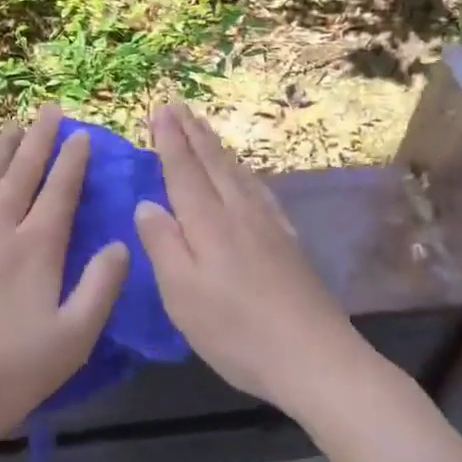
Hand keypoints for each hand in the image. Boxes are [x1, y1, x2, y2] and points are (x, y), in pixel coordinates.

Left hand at [0, 104, 129, 452]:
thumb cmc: (1, 375)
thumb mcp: (71, 340)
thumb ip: (101, 288)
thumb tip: (121, 243)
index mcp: (35, 249)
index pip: (60, 192)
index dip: (73, 161)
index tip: (82, 133)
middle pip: (21, 175)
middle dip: (38, 140)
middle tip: (49, 110)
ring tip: (10, 127)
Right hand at [133, 103, 367, 416]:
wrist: (315, 356)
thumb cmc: (237, 331)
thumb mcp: (183, 295)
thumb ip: (163, 245)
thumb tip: (147, 204)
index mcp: (208, 224)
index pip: (184, 171)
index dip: (170, 140)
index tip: (160, 109)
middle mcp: (239, 213)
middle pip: (213, 163)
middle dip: (193, 133)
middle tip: (178, 105)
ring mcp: (268, 225)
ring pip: (238, 173)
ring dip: (217, 147)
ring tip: (205, 128)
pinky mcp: (287, 241)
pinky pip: (259, 190)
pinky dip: (245, 172)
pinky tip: (247, 176)